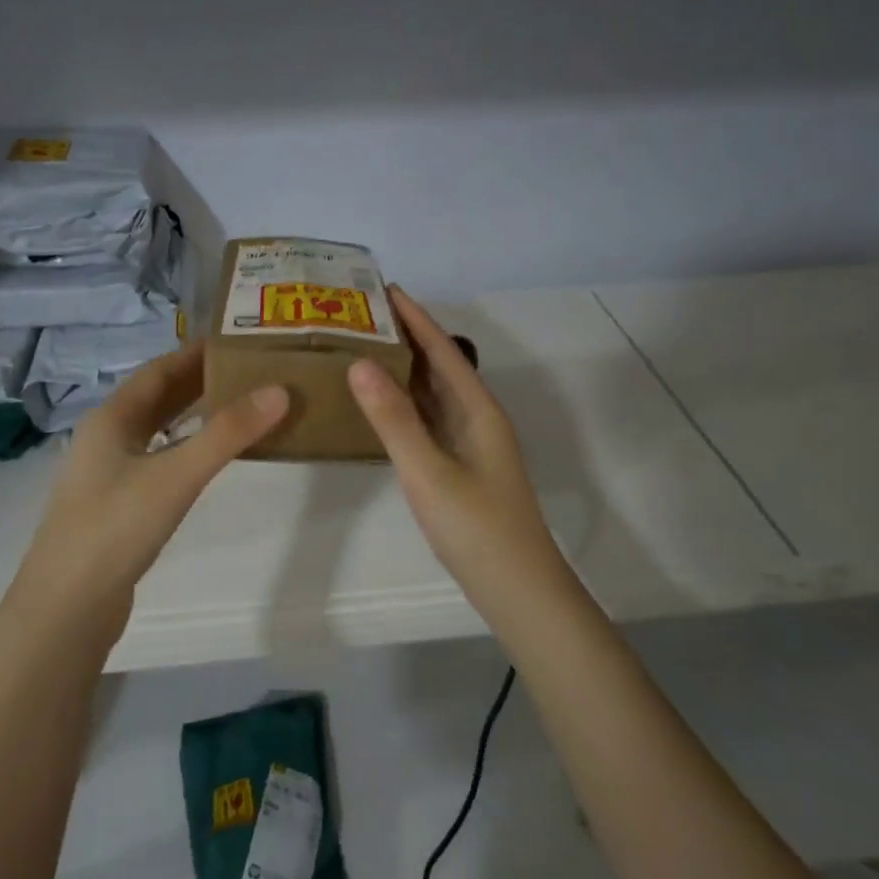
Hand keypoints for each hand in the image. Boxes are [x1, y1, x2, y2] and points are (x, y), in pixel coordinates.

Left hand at [10, 341, 288, 643]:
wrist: (65, 608)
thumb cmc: (115, 529)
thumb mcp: (175, 475)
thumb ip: (227, 434)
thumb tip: (279, 391)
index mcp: (111, 418)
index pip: (158, 370)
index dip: (196, 353)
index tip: (238, 341)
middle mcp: (106, 438)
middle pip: (157, 398)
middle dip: (200, 382)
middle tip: (250, 372)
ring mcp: (108, 475)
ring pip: (156, 431)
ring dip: (192, 416)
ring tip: (239, 408)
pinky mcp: (117, 507)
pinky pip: (157, 461)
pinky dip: (185, 450)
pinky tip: (207, 461)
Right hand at [348, 288, 568, 611]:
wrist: (518, 590)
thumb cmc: (476, 528)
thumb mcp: (428, 472)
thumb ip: (394, 419)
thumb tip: (360, 363)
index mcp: (478, 409)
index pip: (442, 350)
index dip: (415, 317)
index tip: (383, 287)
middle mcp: (478, 418)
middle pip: (440, 365)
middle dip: (406, 337)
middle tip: (361, 316)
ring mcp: (471, 444)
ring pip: (434, 394)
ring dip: (405, 369)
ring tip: (364, 348)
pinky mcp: (461, 466)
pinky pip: (430, 420)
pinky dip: (406, 404)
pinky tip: (382, 405)